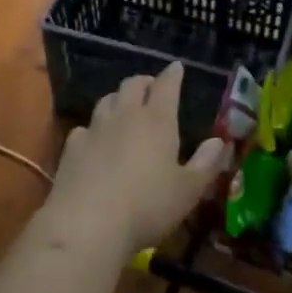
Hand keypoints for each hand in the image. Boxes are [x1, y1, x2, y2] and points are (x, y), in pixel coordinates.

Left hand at [42, 62, 229, 258]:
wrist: (88, 224)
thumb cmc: (147, 207)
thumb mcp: (188, 191)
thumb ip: (205, 164)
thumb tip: (219, 142)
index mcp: (157, 121)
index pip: (166, 86)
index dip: (172, 75)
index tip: (177, 68)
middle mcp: (125, 116)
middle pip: (132, 85)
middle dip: (144, 82)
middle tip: (151, 88)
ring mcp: (95, 129)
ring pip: (107, 100)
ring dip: (118, 99)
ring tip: (124, 109)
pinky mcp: (72, 147)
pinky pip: (85, 128)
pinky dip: (94, 129)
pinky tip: (95, 141)